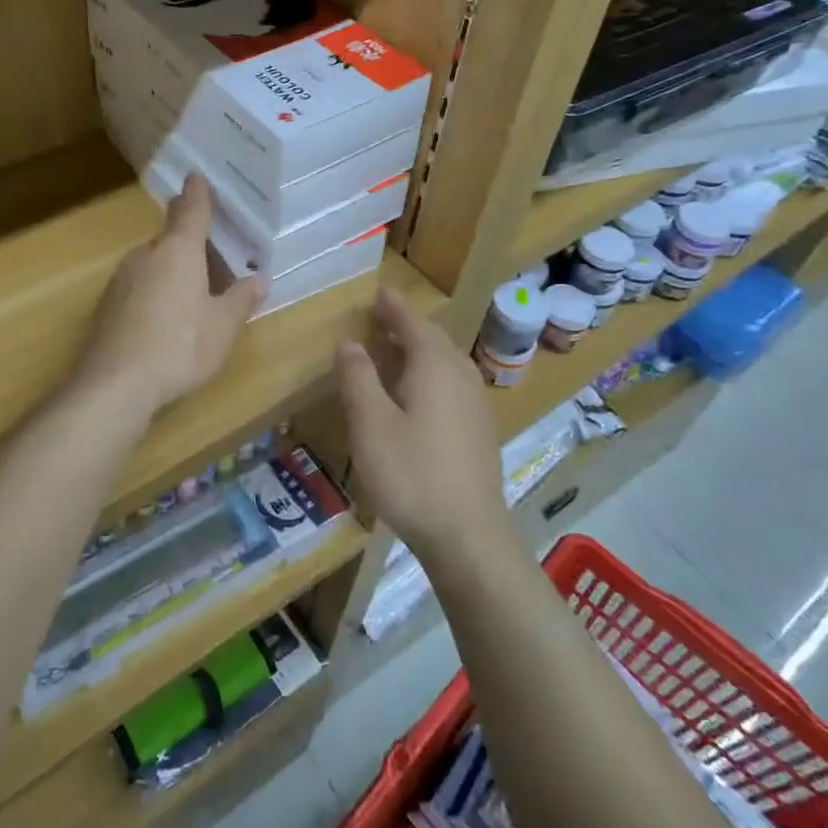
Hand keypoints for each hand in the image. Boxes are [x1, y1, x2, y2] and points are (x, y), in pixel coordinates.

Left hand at [76, 174, 262, 415]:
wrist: (115, 385)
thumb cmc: (179, 347)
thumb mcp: (223, 327)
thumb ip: (241, 299)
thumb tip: (259, 279)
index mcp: (178, 251)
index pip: (191, 210)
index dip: (198, 193)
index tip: (197, 175)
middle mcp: (146, 255)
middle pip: (171, 238)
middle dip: (191, 242)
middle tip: (216, 255)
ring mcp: (121, 279)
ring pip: (154, 263)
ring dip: (174, 269)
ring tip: (196, 293)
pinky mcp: (107, 305)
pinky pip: (139, 285)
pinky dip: (156, 290)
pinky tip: (166, 319)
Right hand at [337, 288, 509, 565]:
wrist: (468, 535)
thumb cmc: (412, 474)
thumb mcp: (371, 424)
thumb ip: (358, 378)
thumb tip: (348, 342)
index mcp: (435, 367)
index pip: (413, 323)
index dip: (394, 306)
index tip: (378, 292)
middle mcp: (461, 376)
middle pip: (434, 339)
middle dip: (407, 325)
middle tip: (381, 317)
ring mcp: (476, 404)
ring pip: (446, 362)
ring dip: (420, 349)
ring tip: (394, 349)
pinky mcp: (480, 430)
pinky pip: (453, 383)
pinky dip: (431, 373)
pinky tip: (417, 394)